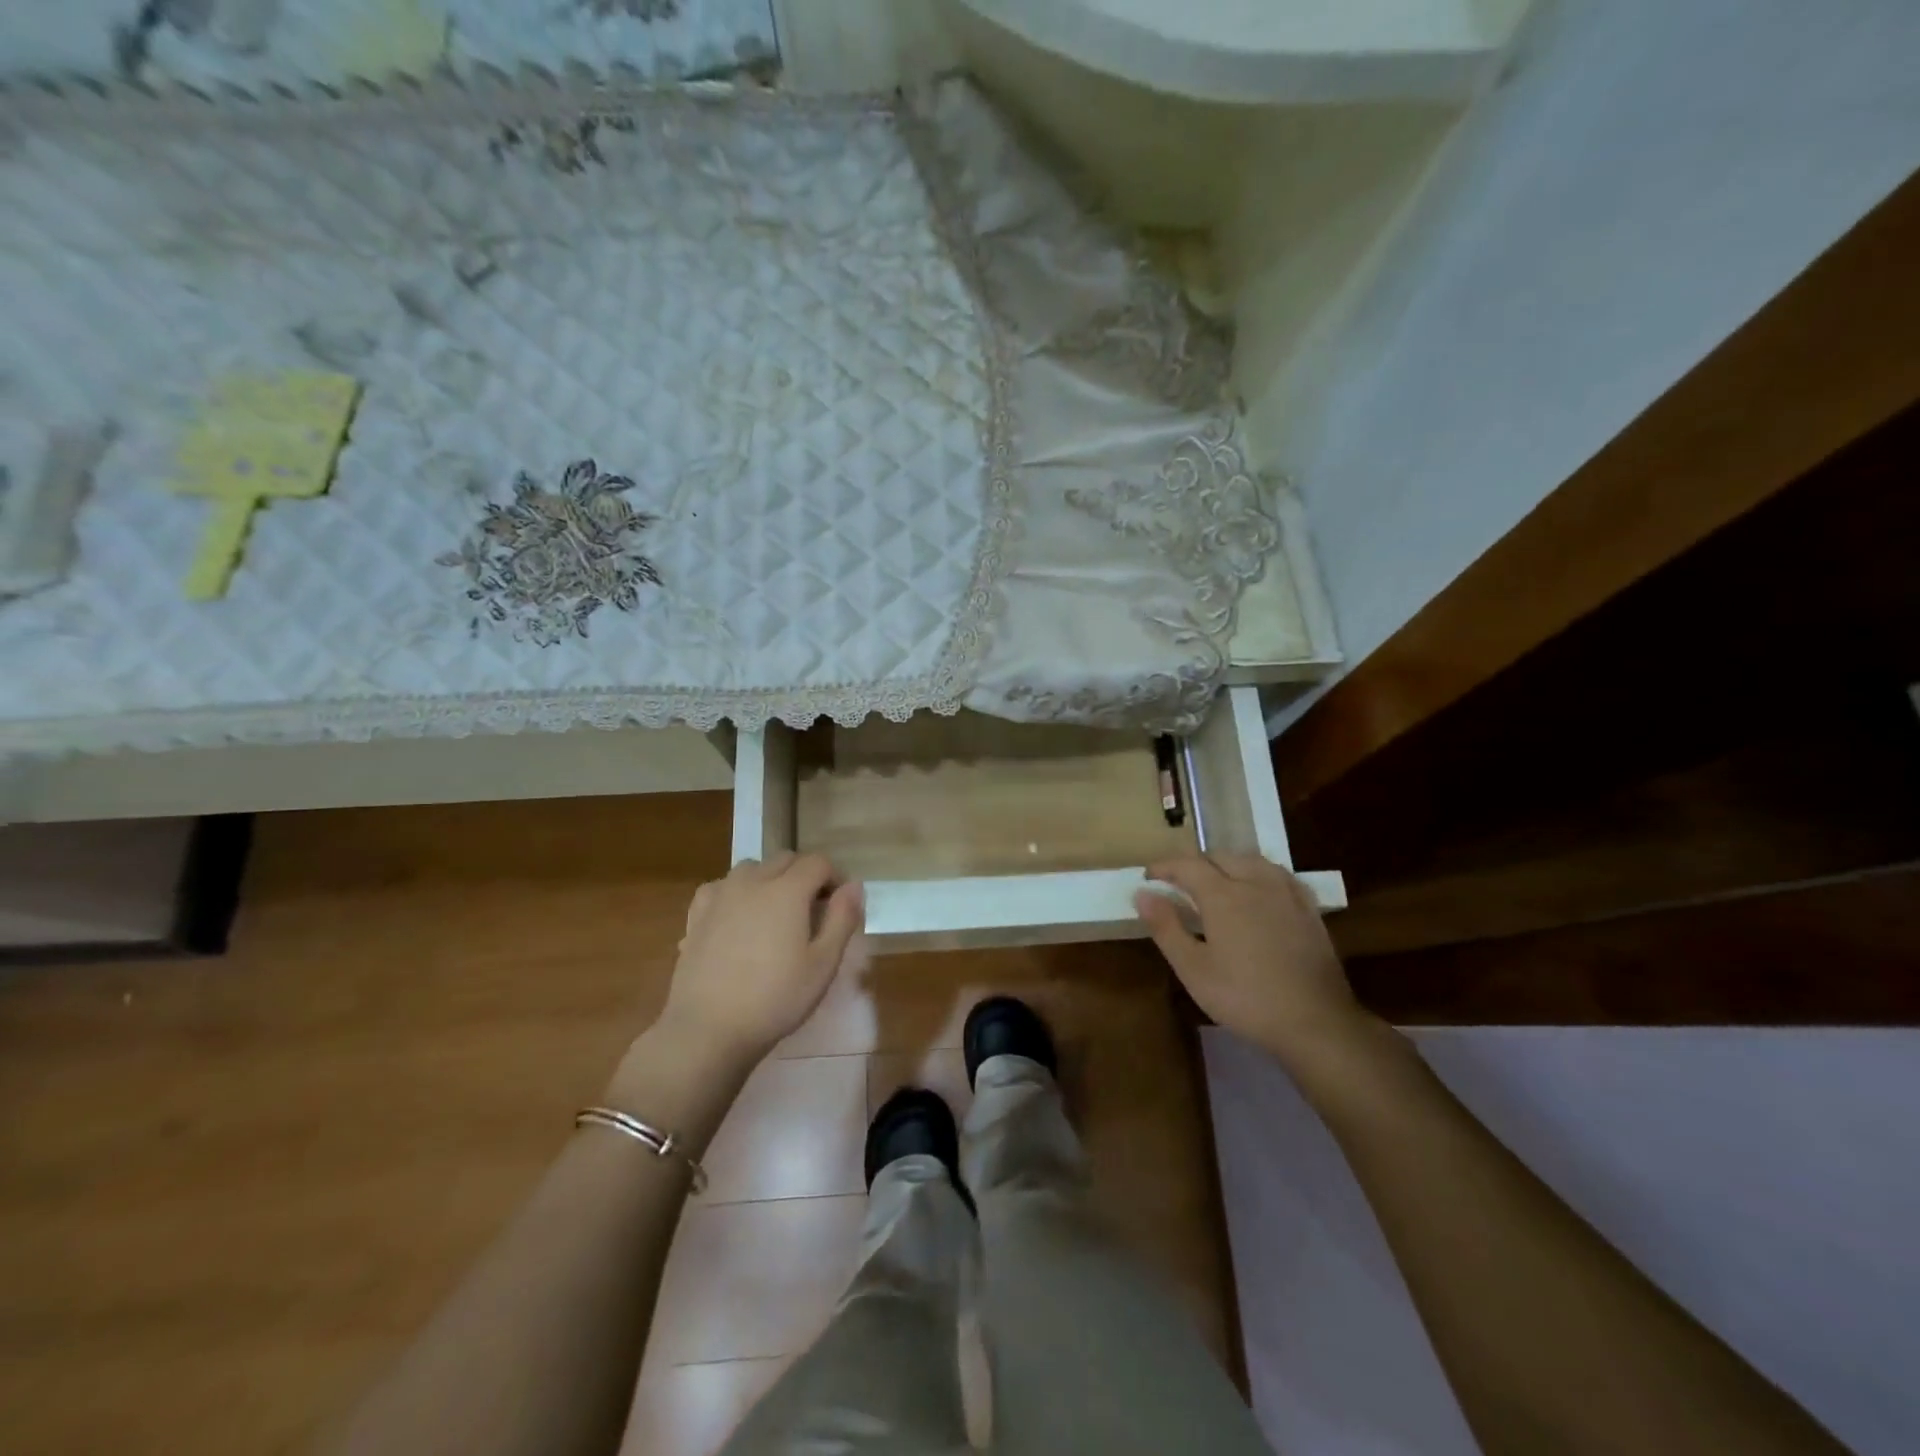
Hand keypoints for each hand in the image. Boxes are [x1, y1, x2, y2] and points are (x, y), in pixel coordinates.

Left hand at [657, 853, 864, 1063]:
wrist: (707, 1029)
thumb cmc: (774, 998)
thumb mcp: (823, 964)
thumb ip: (842, 919)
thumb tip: (854, 885)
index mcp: (786, 890)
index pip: (818, 862)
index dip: (835, 877)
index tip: (841, 905)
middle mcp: (752, 881)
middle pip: (785, 860)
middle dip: (805, 876)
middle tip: (813, 911)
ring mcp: (720, 896)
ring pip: (752, 869)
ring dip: (770, 880)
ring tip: (776, 913)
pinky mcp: (697, 915)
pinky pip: (722, 887)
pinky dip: (737, 892)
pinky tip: (738, 918)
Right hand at [1135, 854, 1371, 1067]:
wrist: (1315, 1021)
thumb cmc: (1245, 997)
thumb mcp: (1193, 969)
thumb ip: (1166, 927)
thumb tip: (1142, 894)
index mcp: (1223, 895)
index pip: (1187, 865)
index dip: (1164, 866)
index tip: (1149, 876)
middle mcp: (1255, 882)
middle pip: (1220, 856)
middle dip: (1195, 864)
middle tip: (1179, 883)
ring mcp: (1286, 893)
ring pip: (1252, 860)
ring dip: (1227, 864)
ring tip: (1216, 882)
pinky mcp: (1308, 909)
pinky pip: (1279, 875)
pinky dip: (1259, 873)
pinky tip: (1259, 890)